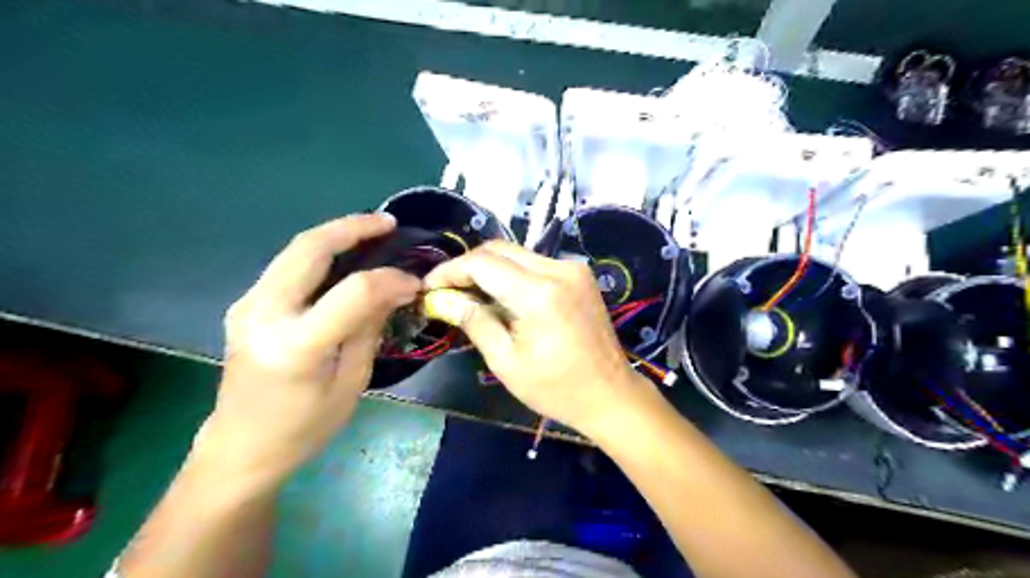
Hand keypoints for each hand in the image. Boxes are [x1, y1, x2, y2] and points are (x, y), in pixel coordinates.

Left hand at [204, 213, 420, 482]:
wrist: (239, 449)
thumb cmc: (304, 428)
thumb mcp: (351, 383)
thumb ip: (369, 328)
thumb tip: (396, 288)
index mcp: (296, 345)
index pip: (353, 292)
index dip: (390, 279)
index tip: (414, 281)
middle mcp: (263, 314)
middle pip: (309, 249)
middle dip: (353, 228)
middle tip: (388, 223)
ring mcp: (247, 305)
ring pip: (295, 250)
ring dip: (335, 235)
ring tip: (372, 232)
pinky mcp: (246, 304)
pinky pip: (288, 266)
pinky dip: (320, 253)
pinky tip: (344, 256)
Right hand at [424, 242, 650, 434]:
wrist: (611, 394)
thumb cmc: (557, 388)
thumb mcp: (507, 362)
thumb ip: (475, 322)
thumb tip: (445, 299)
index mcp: (539, 293)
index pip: (482, 263)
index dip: (450, 270)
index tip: (430, 287)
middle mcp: (558, 269)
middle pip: (500, 249)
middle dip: (468, 265)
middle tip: (448, 290)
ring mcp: (573, 269)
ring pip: (518, 254)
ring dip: (490, 268)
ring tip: (471, 294)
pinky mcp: (580, 275)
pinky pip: (536, 263)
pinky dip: (513, 273)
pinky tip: (502, 296)